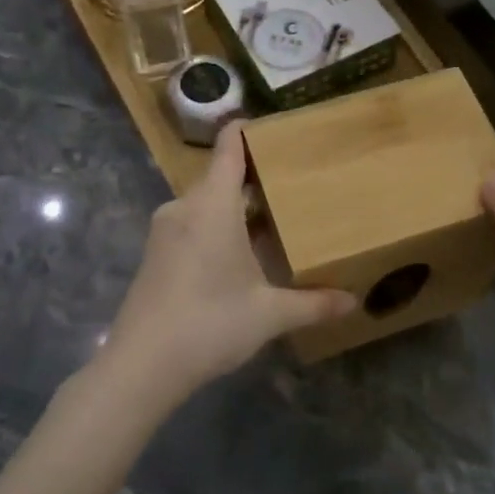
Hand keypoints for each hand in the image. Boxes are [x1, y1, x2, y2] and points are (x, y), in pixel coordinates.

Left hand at [100, 124, 355, 415]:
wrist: (141, 366)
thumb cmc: (209, 324)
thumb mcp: (269, 314)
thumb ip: (313, 303)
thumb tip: (353, 301)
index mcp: (213, 205)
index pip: (229, 149)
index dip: (248, 131)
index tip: (274, 127)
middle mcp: (185, 207)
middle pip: (220, 176)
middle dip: (254, 176)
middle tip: (293, 182)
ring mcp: (165, 231)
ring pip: (206, 203)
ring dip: (235, 206)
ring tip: (273, 217)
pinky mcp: (155, 254)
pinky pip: (192, 223)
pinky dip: (217, 225)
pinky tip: (239, 252)